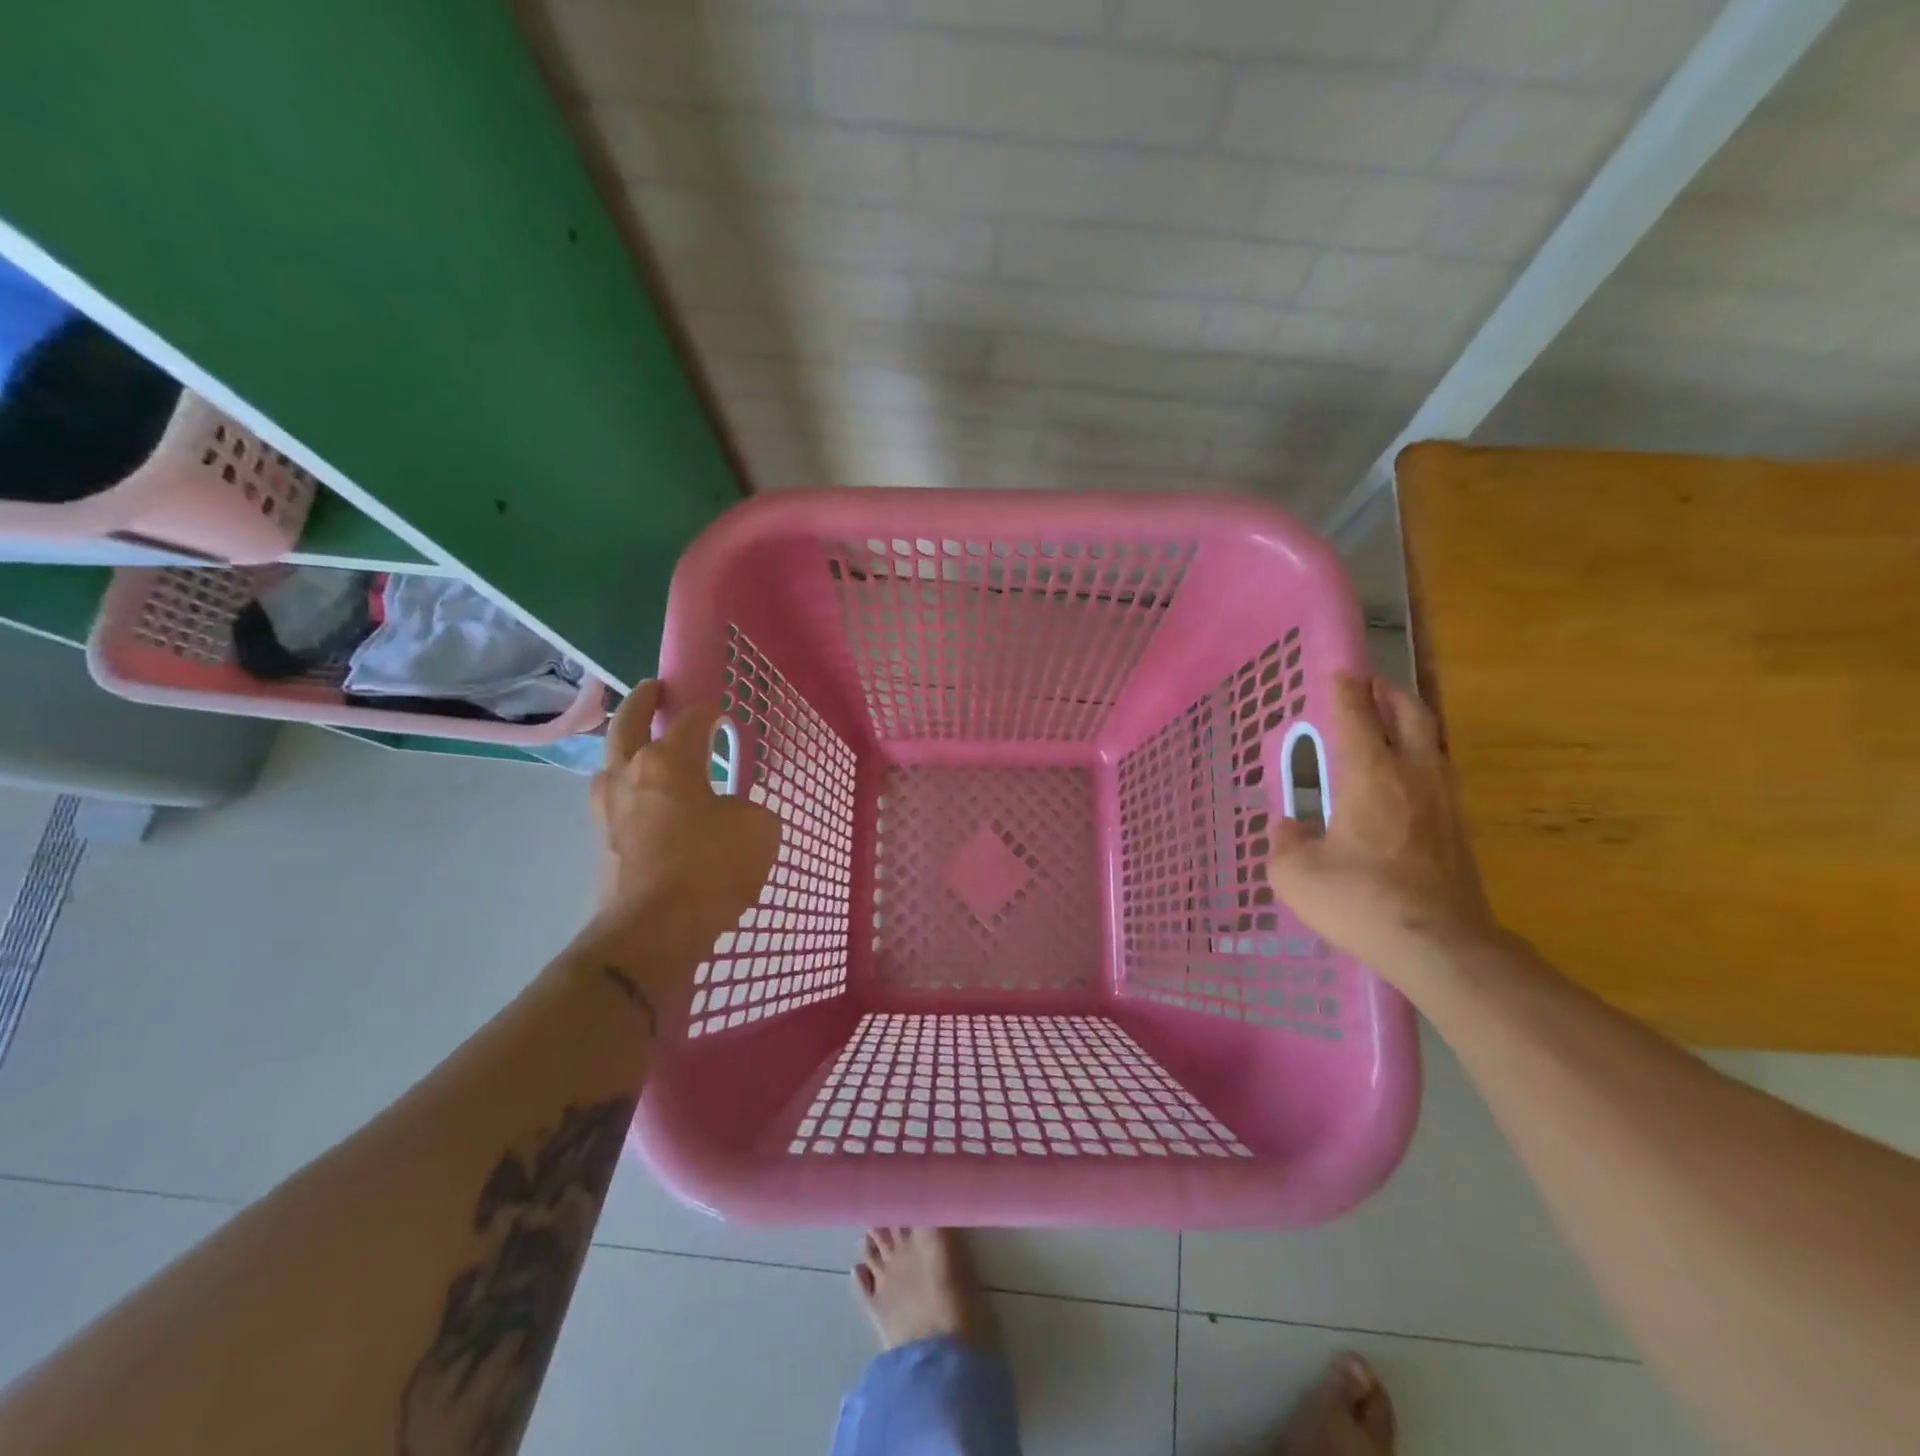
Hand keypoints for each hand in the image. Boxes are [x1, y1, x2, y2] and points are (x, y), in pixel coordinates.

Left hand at [589, 682, 780, 952]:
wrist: (652, 931)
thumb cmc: (710, 868)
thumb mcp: (758, 829)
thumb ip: (748, 808)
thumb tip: (730, 812)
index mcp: (668, 760)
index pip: (689, 719)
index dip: (708, 710)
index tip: (719, 710)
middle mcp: (629, 773)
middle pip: (628, 721)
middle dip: (643, 701)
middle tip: (655, 689)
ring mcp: (607, 808)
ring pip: (611, 761)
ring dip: (626, 746)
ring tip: (645, 749)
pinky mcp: (600, 842)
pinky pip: (613, 799)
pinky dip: (628, 787)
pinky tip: (645, 802)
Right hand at [1265, 672, 1497, 975]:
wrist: (1439, 945)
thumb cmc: (1359, 900)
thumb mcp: (1295, 874)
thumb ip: (1285, 842)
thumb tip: (1289, 827)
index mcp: (1369, 776)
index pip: (1356, 717)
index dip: (1344, 691)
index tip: (1337, 672)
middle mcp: (1412, 776)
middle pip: (1409, 715)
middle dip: (1388, 693)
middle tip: (1370, 684)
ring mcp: (1444, 802)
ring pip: (1431, 742)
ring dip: (1410, 722)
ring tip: (1390, 721)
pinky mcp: (1458, 829)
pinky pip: (1438, 773)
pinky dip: (1420, 756)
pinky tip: (1407, 776)